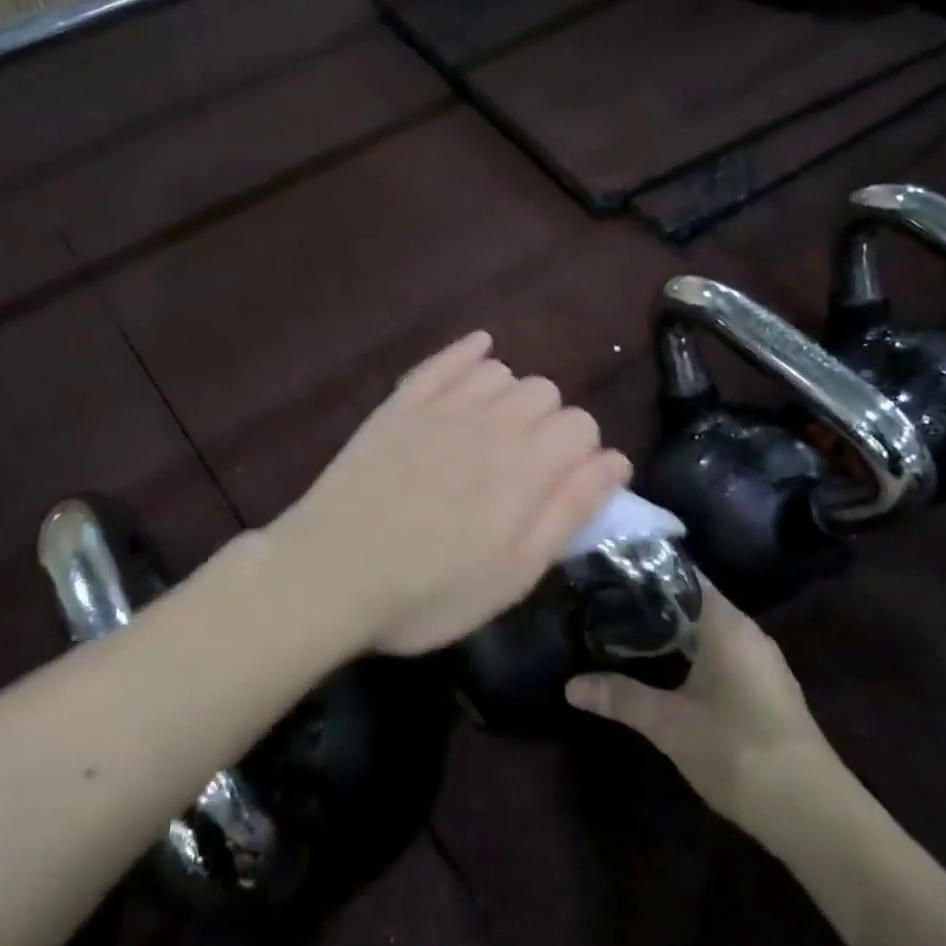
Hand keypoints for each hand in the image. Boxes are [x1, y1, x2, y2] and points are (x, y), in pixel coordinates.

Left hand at [271, 332, 631, 655]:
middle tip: (525, 471)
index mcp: (527, 468)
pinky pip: (446, 359)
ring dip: (511, 398)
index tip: (564, 487)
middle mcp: (492, 423)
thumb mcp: (514, 574)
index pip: (583, 427)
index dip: (583, 456)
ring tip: (494, 434)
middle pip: (547, 393)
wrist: (330, 574)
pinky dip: (469, 353)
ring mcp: (442, 407)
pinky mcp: (401, 403)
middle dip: (550, 426)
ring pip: (502, 372)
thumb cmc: (428, 592)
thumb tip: (616, 462)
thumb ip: (570, 512)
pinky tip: (479, 354)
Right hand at [566, 588, 842, 845]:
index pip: (683, 576)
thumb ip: (620, 698)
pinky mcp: (768, 690)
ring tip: (627, 634)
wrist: (813, 813)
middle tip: (606, 604)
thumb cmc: (737, 750)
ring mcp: (763, 663)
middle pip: (695, 602)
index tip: (609, 572)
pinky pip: (724, 655)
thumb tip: (570, 685)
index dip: (646, 570)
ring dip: (674, 632)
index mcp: (726, 624)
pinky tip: (668, 672)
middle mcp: (748, 632)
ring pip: (710, 631)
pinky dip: (694, 655)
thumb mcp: (669, 724)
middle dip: (653, 604)